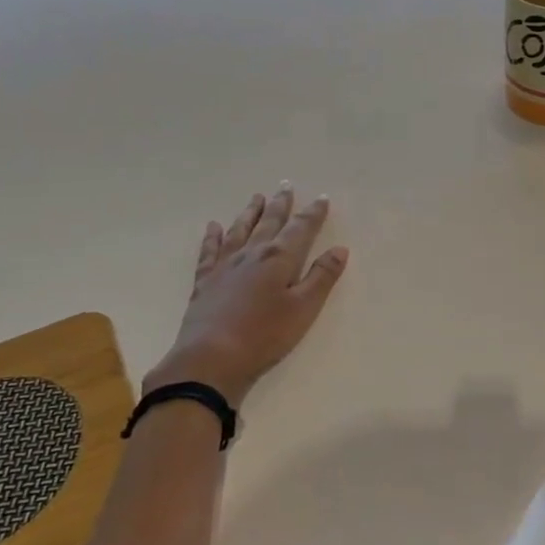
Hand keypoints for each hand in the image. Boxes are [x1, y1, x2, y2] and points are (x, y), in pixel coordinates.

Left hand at [146, 185, 347, 407]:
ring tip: (256, 197)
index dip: (313, 213)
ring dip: (250, 213)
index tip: (322, 198)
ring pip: (240, 230)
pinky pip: (209, 251)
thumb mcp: (304, 309)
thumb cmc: (264, 335)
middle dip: (280, 205)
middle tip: (285, 186)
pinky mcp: (205, 281)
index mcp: (279, 258)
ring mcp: (224, 266)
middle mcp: (251, 254)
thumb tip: (339, 249)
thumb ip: (321, 277)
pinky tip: (213, 227)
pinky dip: (212, 237)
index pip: (301, 228)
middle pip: (269, 223)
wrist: (210, 358)